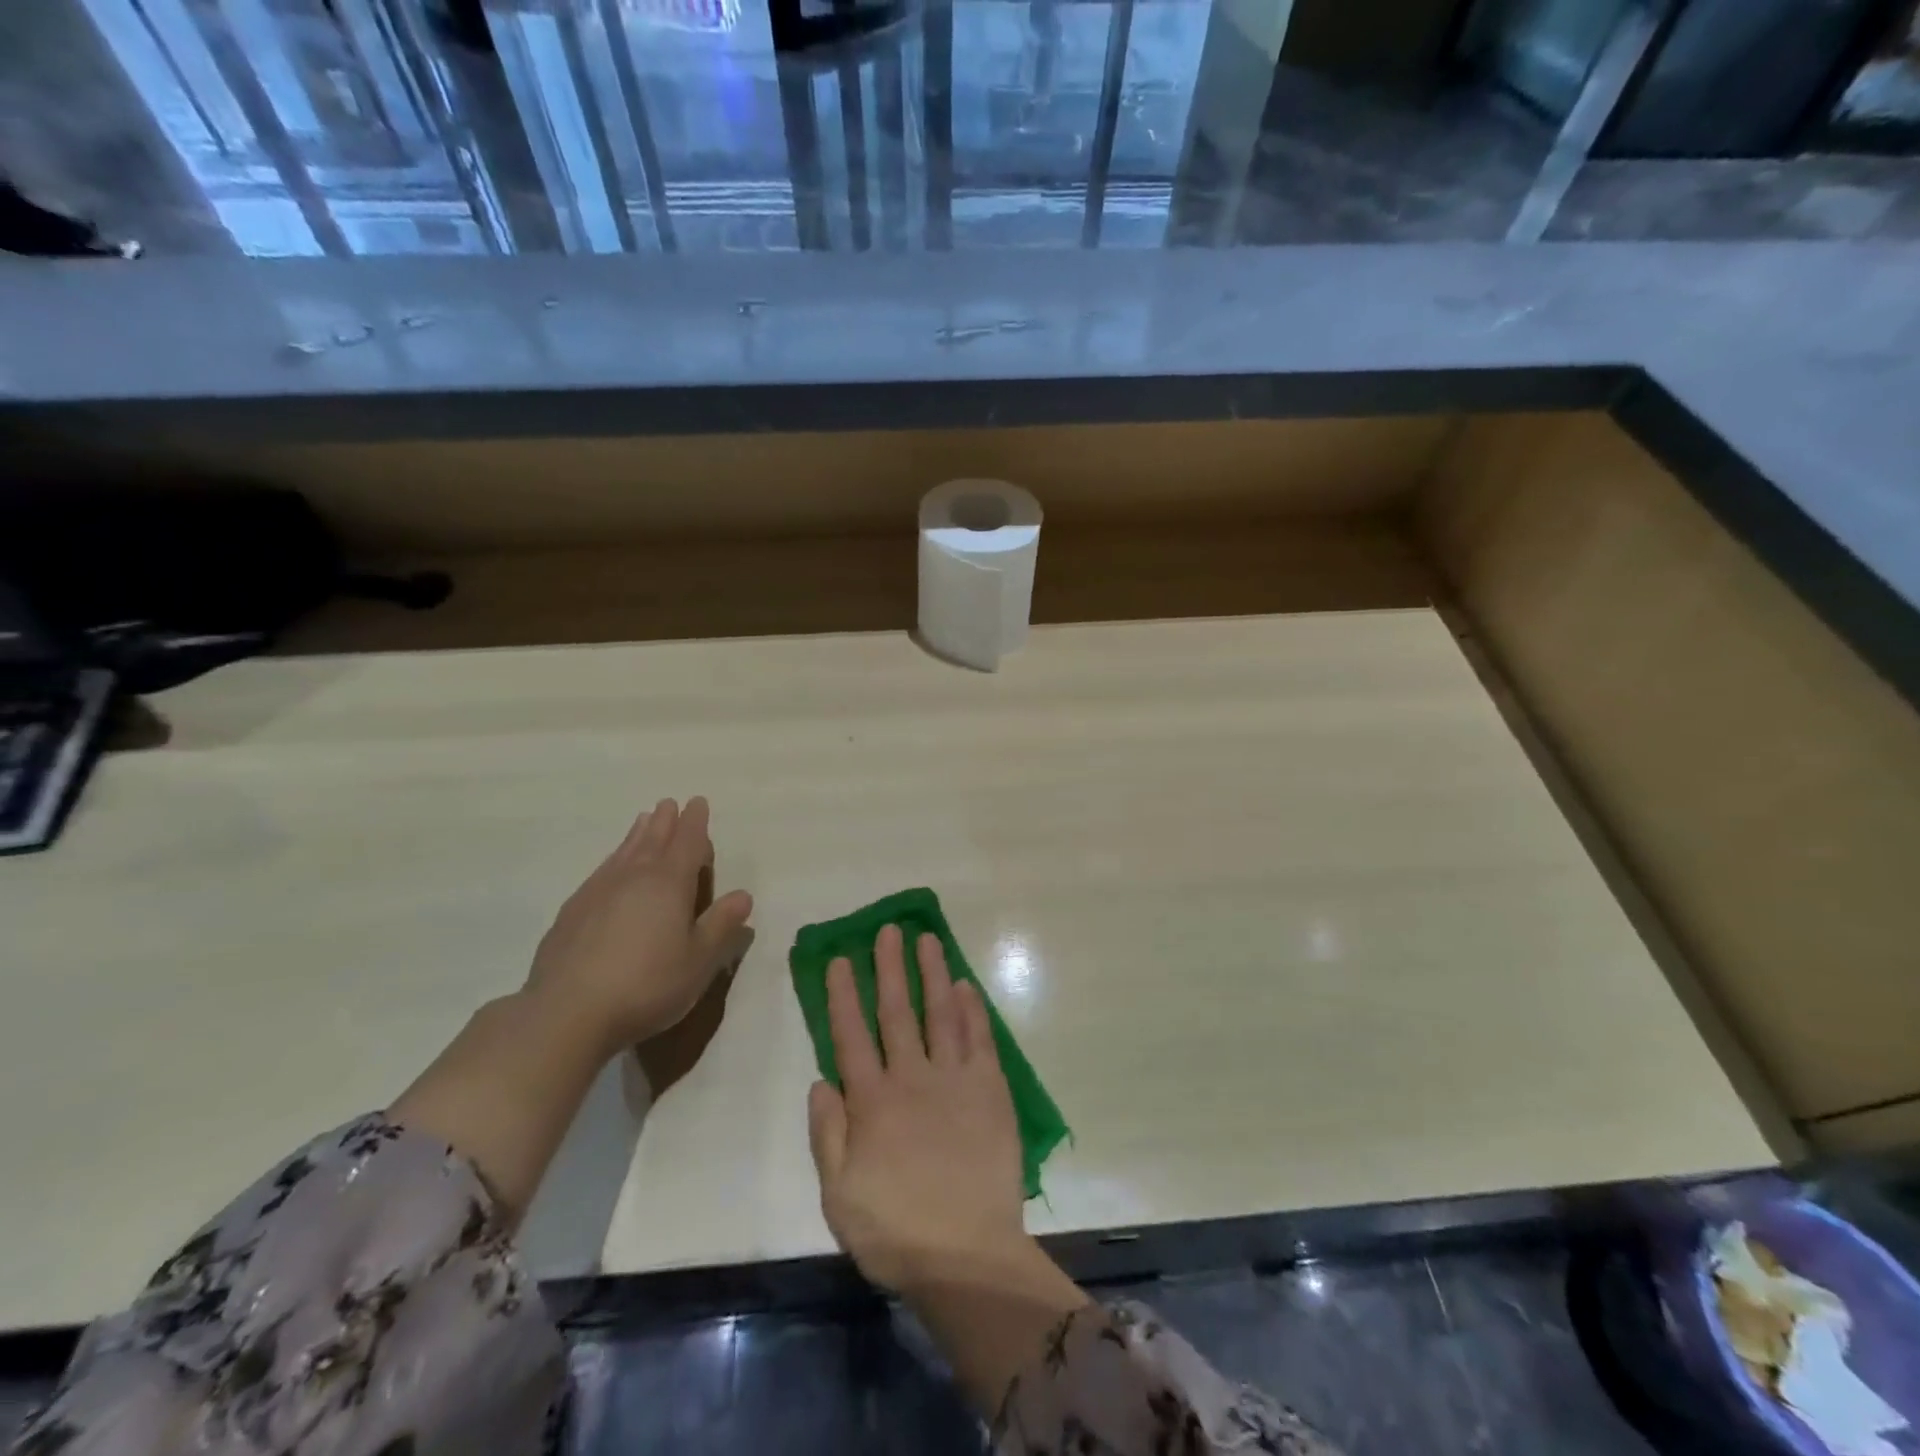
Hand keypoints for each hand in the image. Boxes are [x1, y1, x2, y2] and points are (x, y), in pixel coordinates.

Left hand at [524, 797, 753, 1056]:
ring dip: (637, 834)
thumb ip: (721, 925)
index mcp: (669, 884)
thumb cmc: (646, 985)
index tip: (697, 802)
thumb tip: (743, 895)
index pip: (687, 843)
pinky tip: (610, 868)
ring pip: (624, 853)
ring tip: (643, 820)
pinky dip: (613, 860)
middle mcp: (633, 878)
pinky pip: (601, 872)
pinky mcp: (572, 913)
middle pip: (653, 840)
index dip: (695, 823)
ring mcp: (598, 892)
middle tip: (670, 804)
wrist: (566, 1013)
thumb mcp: (698, 961)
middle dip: (665, 822)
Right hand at [805, 924, 1035, 1294]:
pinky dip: (973, 1010)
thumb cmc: (896, 1231)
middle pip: (897, 1011)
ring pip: (941, 1013)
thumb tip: (820, 1081)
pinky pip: (980, 1039)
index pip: (852, 1035)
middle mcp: (912, 1078)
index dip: (844, 995)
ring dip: (933, 973)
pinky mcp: (991, 1090)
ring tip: (927, 939)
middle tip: (888, 930)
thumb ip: (827, 1134)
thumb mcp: (839, 1195)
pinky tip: (967, 986)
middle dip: (890, 967)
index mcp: (872, 1102)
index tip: (840, 959)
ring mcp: (955, 1080)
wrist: (967, 1257)